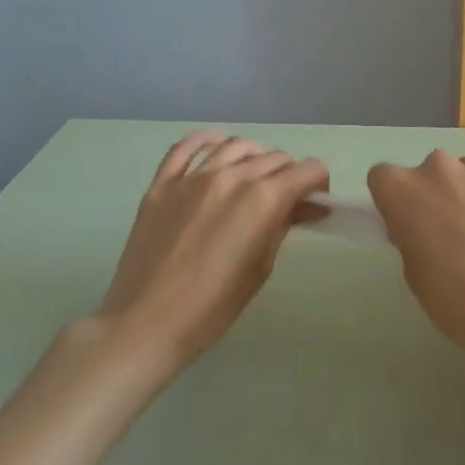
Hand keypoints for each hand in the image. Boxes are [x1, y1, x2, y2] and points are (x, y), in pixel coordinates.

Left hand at [100, 131, 328, 370]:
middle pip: (275, 157)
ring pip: (236, 146)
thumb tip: (305, 207)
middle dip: (289, 175)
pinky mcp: (162, 184)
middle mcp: (232, 176)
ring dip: (254, 157)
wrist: (146, 323)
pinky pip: (186, 147)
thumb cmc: (213, 306)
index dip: (318, 184)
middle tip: (286, 201)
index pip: (308, 170)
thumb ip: (283, 226)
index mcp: (263, 199)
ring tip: (253, 178)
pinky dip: (207, 141)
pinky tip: (216, 146)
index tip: (315, 202)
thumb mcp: (261, 267)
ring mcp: (193, 176)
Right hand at [367, 151, 464, 380]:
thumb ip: (411, 236)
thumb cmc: (454, 295)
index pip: (384, 178)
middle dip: (439, 193)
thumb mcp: (414, 271)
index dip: (396, 199)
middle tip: (454, 228)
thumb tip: (424, 227)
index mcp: (401, 189)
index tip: (409, 222)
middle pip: (431, 171)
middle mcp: (437, 167)